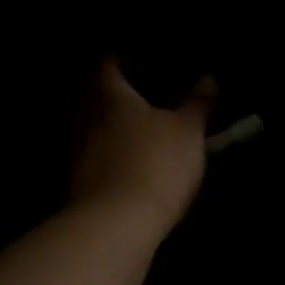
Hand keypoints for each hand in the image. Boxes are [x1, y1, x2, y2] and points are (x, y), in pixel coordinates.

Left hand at [70, 60, 214, 234]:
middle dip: (116, 97)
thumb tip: (208, 78)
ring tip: (138, 134)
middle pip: (94, 98)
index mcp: (109, 95)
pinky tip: (129, 166)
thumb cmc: (155, 163)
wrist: (116, 224)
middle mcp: (84, 118)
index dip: (123, 60)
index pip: (108, 65)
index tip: (140, 61)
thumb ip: (197, 103)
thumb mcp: (188, 131)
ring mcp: (76, 153)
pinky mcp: (77, 185)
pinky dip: (109, 159)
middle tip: (142, 98)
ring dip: (111, 131)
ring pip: (92, 131)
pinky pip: (94, 161)